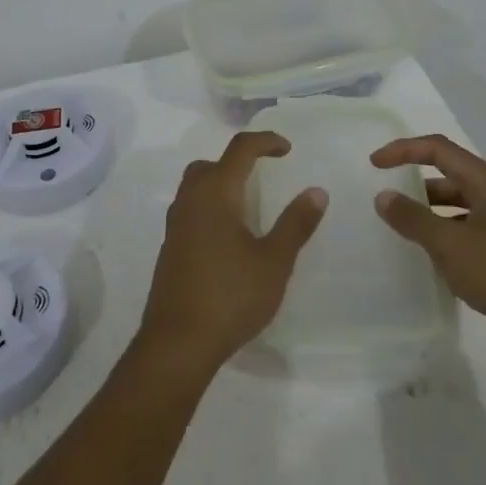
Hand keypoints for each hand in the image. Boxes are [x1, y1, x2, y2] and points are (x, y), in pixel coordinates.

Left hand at [138, 131, 327, 379]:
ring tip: (247, 205)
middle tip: (262, 175)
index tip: (287, 150)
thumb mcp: (274, 262)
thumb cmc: (231, 296)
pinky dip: (209, 207)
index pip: (240, 149)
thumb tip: (316, 191)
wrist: (177, 343)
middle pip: (210, 164)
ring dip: (220, 183)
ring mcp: (175, 225)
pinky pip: (189, 211)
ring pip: (195, 187)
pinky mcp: (169, 248)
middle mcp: (191, 201)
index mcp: (216, 194)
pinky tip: (227, 237)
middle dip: (237, 161)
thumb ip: (296, 224)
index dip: (265, 141)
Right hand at [371, 135, 485, 388]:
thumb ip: (413, 218)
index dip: (404, 150)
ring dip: (427, 213)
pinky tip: (423, 258)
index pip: (439, 150)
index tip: (374, 164)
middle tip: (383, 199)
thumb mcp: (450, 243)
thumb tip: (383, 196)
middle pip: (448, 176)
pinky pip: (462, 235)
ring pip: (455, 208)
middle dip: (415, 182)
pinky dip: (440, 238)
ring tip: (395, 229)